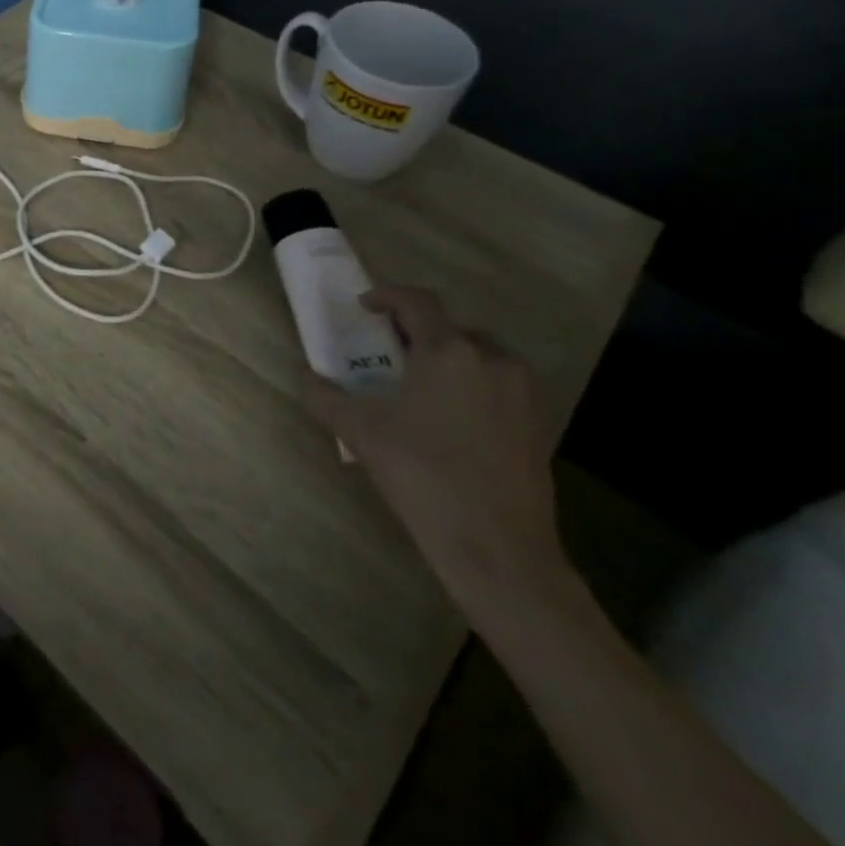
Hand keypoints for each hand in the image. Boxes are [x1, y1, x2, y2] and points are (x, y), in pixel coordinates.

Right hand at [300, 285, 571, 621]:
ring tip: (419, 385)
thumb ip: (325, 397)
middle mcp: (491, 360)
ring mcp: (522, 393)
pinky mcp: (538, 424)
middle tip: (388, 352)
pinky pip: (499, 385)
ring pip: (480, 355)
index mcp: (448, 352)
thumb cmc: (422, 476)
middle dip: (417, 331)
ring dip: (448, 357)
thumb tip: (305, 377)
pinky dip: (472, 385)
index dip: (387, 295)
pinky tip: (450, 418)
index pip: (417, 302)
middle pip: (451, 327)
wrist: (498, 550)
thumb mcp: (360, 432)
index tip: (365, 306)